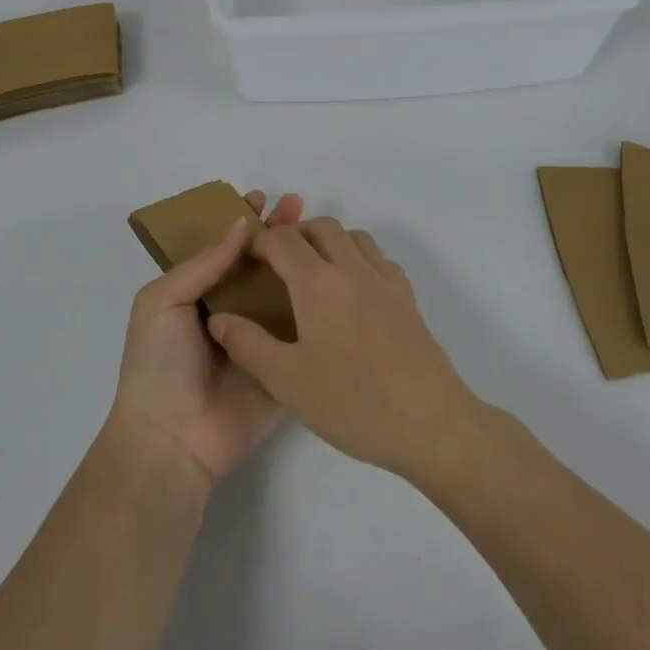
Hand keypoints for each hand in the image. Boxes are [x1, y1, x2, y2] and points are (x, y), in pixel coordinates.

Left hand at [108, 190, 304, 486]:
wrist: (173, 440)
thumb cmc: (158, 364)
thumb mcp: (163, 302)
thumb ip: (202, 263)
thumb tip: (240, 224)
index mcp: (198, 293)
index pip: (224, 247)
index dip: (241, 220)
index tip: (263, 197)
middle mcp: (232, 309)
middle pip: (259, 262)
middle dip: (277, 232)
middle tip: (298, 204)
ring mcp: (260, 336)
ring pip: (284, 290)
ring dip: (300, 260)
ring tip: (321, 232)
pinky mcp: (284, 362)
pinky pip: (303, 329)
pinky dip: (318, 304)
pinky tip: (336, 278)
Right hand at [205, 217, 479, 478]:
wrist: (431, 423)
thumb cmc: (353, 402)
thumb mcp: (287, 381)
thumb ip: (247, 344)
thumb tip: (219, 317)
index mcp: (318, 283)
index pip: (283, 240)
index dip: (260, 242)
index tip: (246, 262)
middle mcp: (353, 269)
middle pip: (322, 226)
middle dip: (295, 235)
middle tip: (276, 265)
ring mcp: (386, 281)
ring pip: (354, 237)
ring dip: (329, 242)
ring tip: (313, 276)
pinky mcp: (408, 299)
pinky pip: (379, 259)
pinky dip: (359, 260)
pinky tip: (353, 294)